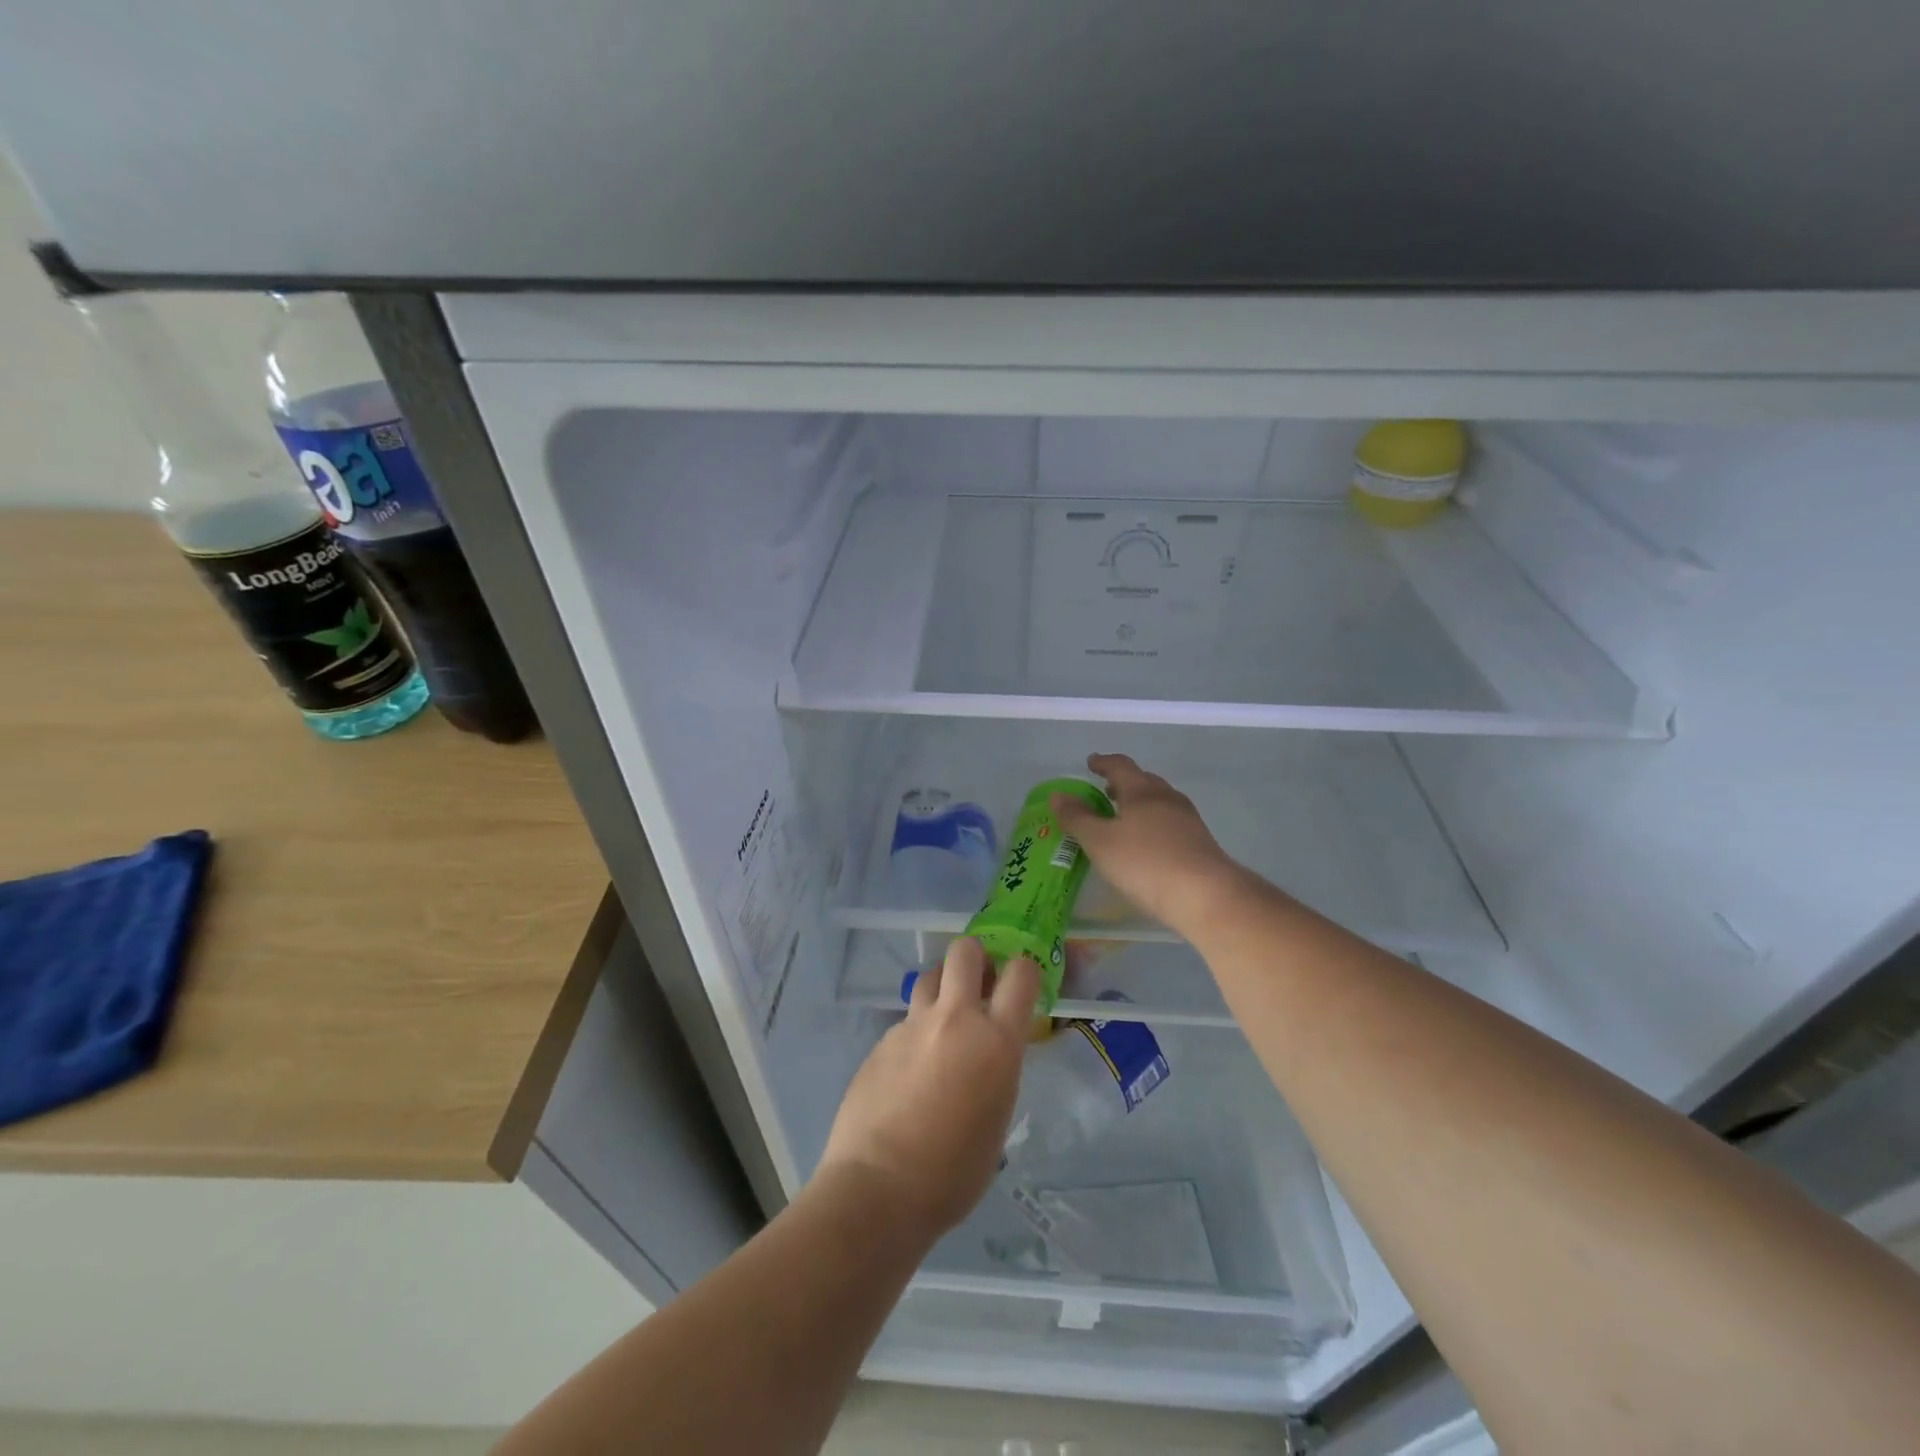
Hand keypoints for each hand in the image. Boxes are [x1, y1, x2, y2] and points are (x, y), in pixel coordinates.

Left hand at [818, 938, 1036, 1237]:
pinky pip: (905, 1021)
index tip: (1022, 982)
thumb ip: (997, 1072)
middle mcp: (954, 1020)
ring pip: (930, 977)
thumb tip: (987, 1057)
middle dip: (976, 957)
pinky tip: (910, 1070)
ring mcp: (912, 1026)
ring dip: (942, 987)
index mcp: (995, 1042)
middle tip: (979, 982)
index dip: (1024, 969)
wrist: (878, 1188)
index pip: (1021, 974)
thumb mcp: (997, 1119)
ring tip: (944, 1019)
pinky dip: (915, 1033)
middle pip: (965, 951)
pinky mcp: (881, 1040)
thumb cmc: (953, 1174)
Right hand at [1052, 753, 1250, 938]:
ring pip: (1159, 802)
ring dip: (1139, 804)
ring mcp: (1188, 820)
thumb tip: (1058, 795)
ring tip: (1123, 819)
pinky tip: (1147, 844)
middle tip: (1105, 791)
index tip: (1091, 762)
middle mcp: (1167, 798)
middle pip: (1143, 781)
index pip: (1120, 766)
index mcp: (1142, 791)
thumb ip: (1077, 818)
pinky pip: (1170, 823)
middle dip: (1123, 783)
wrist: (1206, 896)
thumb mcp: (1100, 842)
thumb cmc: (1145, 863)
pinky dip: (1153, 824)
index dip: (1103, 763)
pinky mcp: (1200, 843)